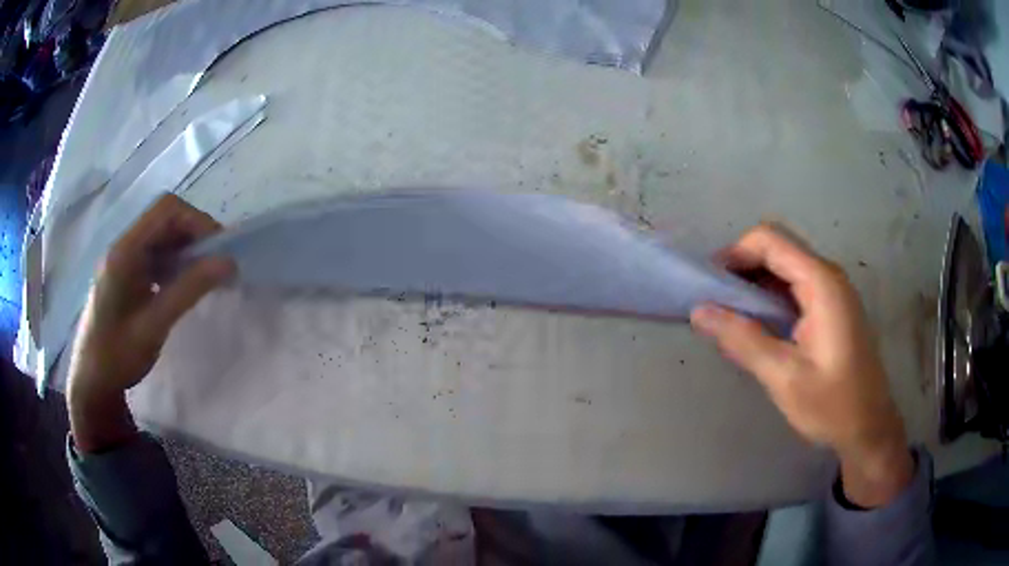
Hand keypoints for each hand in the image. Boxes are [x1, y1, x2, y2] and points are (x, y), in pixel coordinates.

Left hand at [67, 194, 233, 452]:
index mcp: (124, 251)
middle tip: (215, 266)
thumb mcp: (154, 326)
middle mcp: (122, 246)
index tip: (219, 249)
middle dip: (193, 236)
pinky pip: (152, 255)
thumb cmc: (118, 356)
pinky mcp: (123, 273)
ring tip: (202, 279)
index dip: (196, 220)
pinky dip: (172, 264)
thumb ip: (188, 290)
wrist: (91, 381)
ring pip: (160, 237)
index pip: (166, 210)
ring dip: (184, 250)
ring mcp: (121, 259)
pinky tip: (178, 287)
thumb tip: (228, 263)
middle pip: (164, 219)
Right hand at [690, 225, 913, 507]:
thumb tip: (699, 311)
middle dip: (742, 269)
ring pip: (785, 268)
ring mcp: (833, 292)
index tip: (709, 286)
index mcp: (821, 283)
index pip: (770, 241)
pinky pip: (796, 288)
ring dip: (755, 285)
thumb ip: (742, 340)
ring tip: (730, 318)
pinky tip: (759, 328)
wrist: (869, 428)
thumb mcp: (784, 376)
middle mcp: (828, 276)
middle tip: (716, 304)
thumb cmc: (832, 405)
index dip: (734, 254)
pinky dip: (771, 299)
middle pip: (777, 249)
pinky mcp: (832, 309)